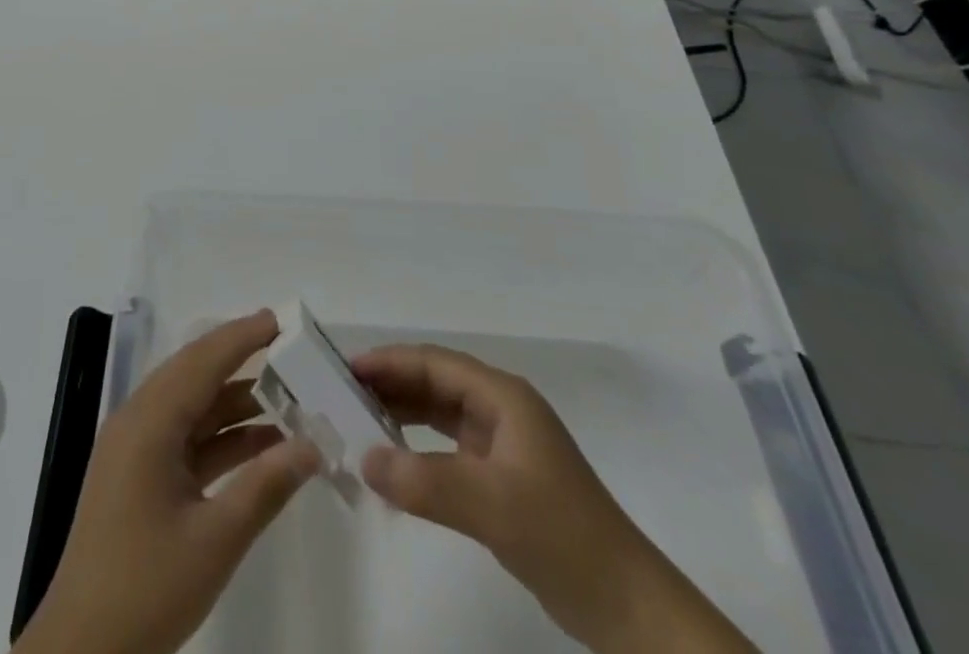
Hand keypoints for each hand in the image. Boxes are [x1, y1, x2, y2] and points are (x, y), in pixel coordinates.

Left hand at [17, 310, 319, 653]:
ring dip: (235, 401)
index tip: (281, 319)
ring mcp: (135, 450)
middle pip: (195, 374)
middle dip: (241, 358)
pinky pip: (185, 438)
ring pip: (192, 406)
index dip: (242, 336)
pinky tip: (261, 444)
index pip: (202, 361)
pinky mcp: (138, 476)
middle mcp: (138, 422)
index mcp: (148, 423)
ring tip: (287, 395)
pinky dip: (221, 436)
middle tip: (288, 347)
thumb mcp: (215, 541)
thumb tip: (312, 445)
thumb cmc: (146, 589)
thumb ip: (265, 486)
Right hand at [354, 343, 753, 653]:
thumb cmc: (562, 536)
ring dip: (401, 414)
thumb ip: (425, 482)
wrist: (627, 605)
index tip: (345, 370)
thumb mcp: (492, 505)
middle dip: (390, 385)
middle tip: (341, 395)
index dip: (389, 361)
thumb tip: (363, 458)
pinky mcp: (501, 475)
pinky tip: (395, 461)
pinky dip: (418, 448)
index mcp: (503, 397)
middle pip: (434, 382)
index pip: (434, 363)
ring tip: (357, 422)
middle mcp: (500, 409)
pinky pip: (447, 447)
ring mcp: (502, 443)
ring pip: (439, 413)